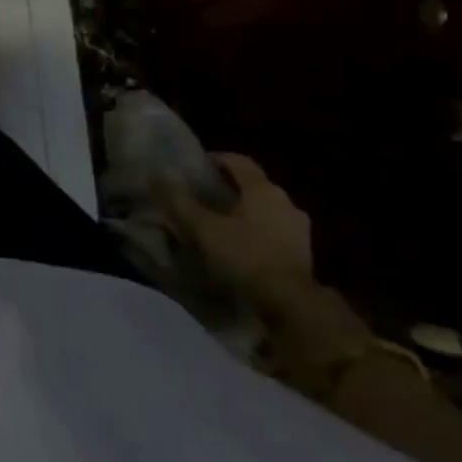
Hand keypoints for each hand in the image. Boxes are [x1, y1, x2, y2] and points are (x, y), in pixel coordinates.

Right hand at [164, 153, 312, 303]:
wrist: (291, 302)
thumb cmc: (244, 256)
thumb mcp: (203, 228)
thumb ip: (179, 201)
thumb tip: (158, 174)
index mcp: (262, 189)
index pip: (238, 161)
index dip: (216, 158)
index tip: (196, 166)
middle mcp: (285, 201)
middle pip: (253, 184)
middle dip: (228, 186)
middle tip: (203, 195)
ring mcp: (298, 226)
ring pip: (265, 207)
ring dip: (244, 209)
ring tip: (220, 222)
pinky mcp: (303, 250)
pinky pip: (274, 229)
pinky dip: (256, 229)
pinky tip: (240, 244)